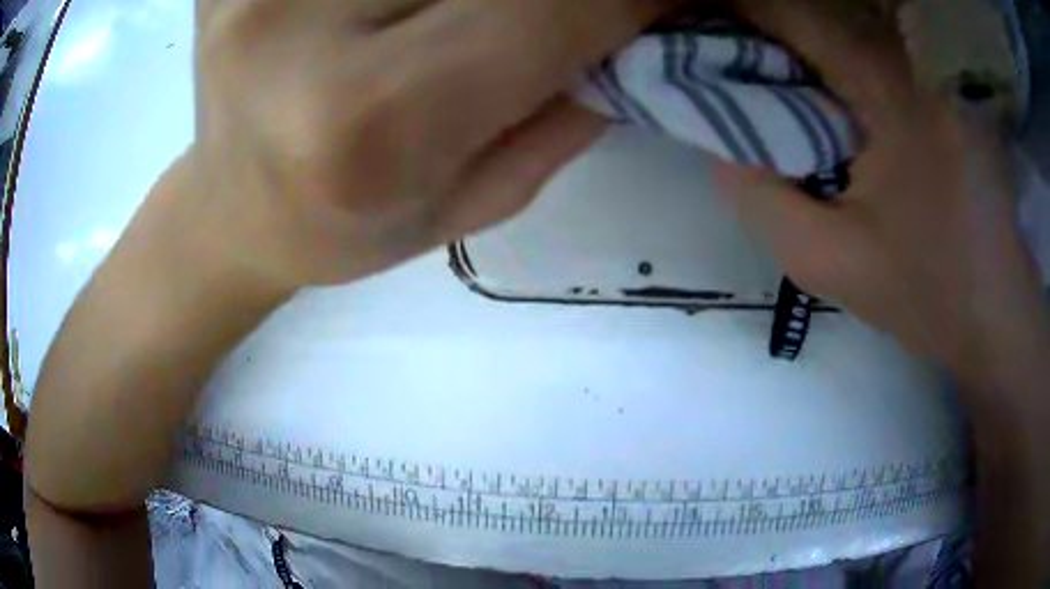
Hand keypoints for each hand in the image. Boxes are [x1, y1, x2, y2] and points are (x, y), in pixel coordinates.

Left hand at [181, 0, 678, 287]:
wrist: (233, 210)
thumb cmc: (348, 223)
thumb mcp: (478, 195)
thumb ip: (575, 98)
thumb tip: (653, 14)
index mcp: (366, 116)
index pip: (556, 2)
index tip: (675, 2)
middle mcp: (301, 22)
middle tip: (569, 13)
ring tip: (476, 17)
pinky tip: (406, 8)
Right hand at [720, 0, 1046, 372]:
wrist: (996, 315)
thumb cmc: (926, 295)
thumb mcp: (829, 262)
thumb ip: (761, 197)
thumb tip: (717, 142)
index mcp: (889, 90)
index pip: (790, 13)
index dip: (734, 15)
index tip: (699, 39)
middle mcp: (915, 60)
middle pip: (816, 15)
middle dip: (765, 37)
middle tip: (732, 73)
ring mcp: (937, 71)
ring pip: (846, 30)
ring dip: (802, 52)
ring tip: (777, 92)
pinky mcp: (949, 88)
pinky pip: (878, 53)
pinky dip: (842, 67)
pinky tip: (835, 108)